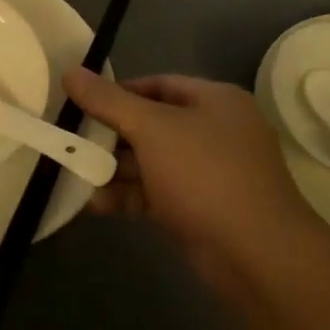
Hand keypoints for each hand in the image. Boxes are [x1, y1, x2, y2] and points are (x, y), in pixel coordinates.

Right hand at [63, 69, 327, 302]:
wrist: (258, 257)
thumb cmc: (206, 175)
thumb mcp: (151, 129)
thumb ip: (108, 101)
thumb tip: (71, 71)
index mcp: (216, 101)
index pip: (159, 84)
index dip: (118, 91)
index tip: (82, 102)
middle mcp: (216, 132)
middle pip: (152, 124)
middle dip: (111, 135)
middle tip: (72, 139)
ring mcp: (211, 175)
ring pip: (152, 162)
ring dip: (113, 169)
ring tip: (74, 173)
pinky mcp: (201, 211)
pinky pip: (157, 194)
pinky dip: (128, 196)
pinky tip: (94, 205)